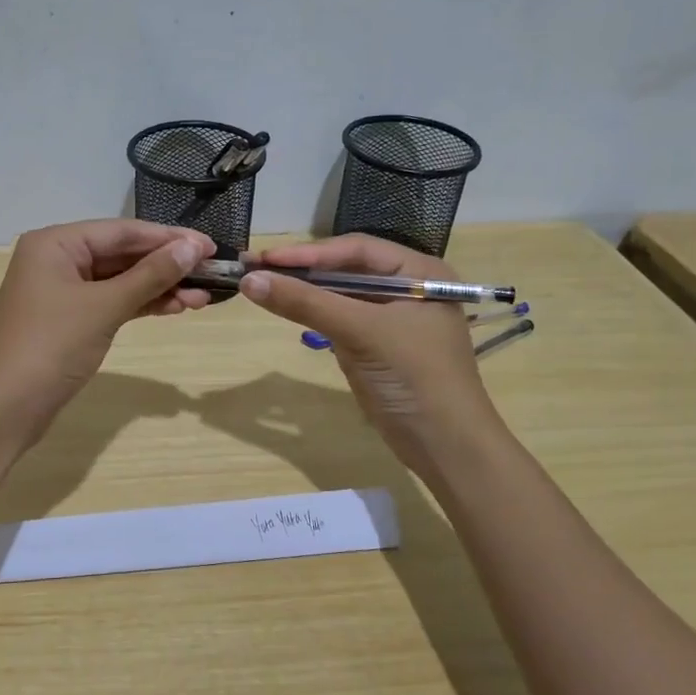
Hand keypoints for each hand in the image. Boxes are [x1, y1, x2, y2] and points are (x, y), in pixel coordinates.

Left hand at [0, 219, 215, 438]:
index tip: (211, 246)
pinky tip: (175, 308)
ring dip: (159, 287)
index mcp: (55, 242)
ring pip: (120, 280)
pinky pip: (111, 301)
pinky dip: (141, 305)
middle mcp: (56, 258)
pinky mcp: (69, 319)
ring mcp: (62, 291)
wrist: (6, 408)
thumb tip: (194, 246)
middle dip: (167, 265)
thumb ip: (151, 275)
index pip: (122, 231)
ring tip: (202, 297)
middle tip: (213, 273)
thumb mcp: (104, 307)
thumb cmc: (51, 346)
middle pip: (122, 254)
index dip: (169, 238)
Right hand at [238, 235, 500, 475]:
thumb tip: (249, 279)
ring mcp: (393, 318)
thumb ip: (306, 303)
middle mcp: (408, 287)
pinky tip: (288, 309)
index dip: (309, 252)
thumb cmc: (413, 376)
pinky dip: (315, 314)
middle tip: (256, 268)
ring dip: (305, 291)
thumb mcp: (360, 332)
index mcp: (420, 272)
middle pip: (348, 268)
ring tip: (262, 285)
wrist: (446, 446)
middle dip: (303, 269)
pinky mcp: (379, 345)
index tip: (265, 258)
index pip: (356, 248)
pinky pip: (342, 319)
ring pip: (341, 294)